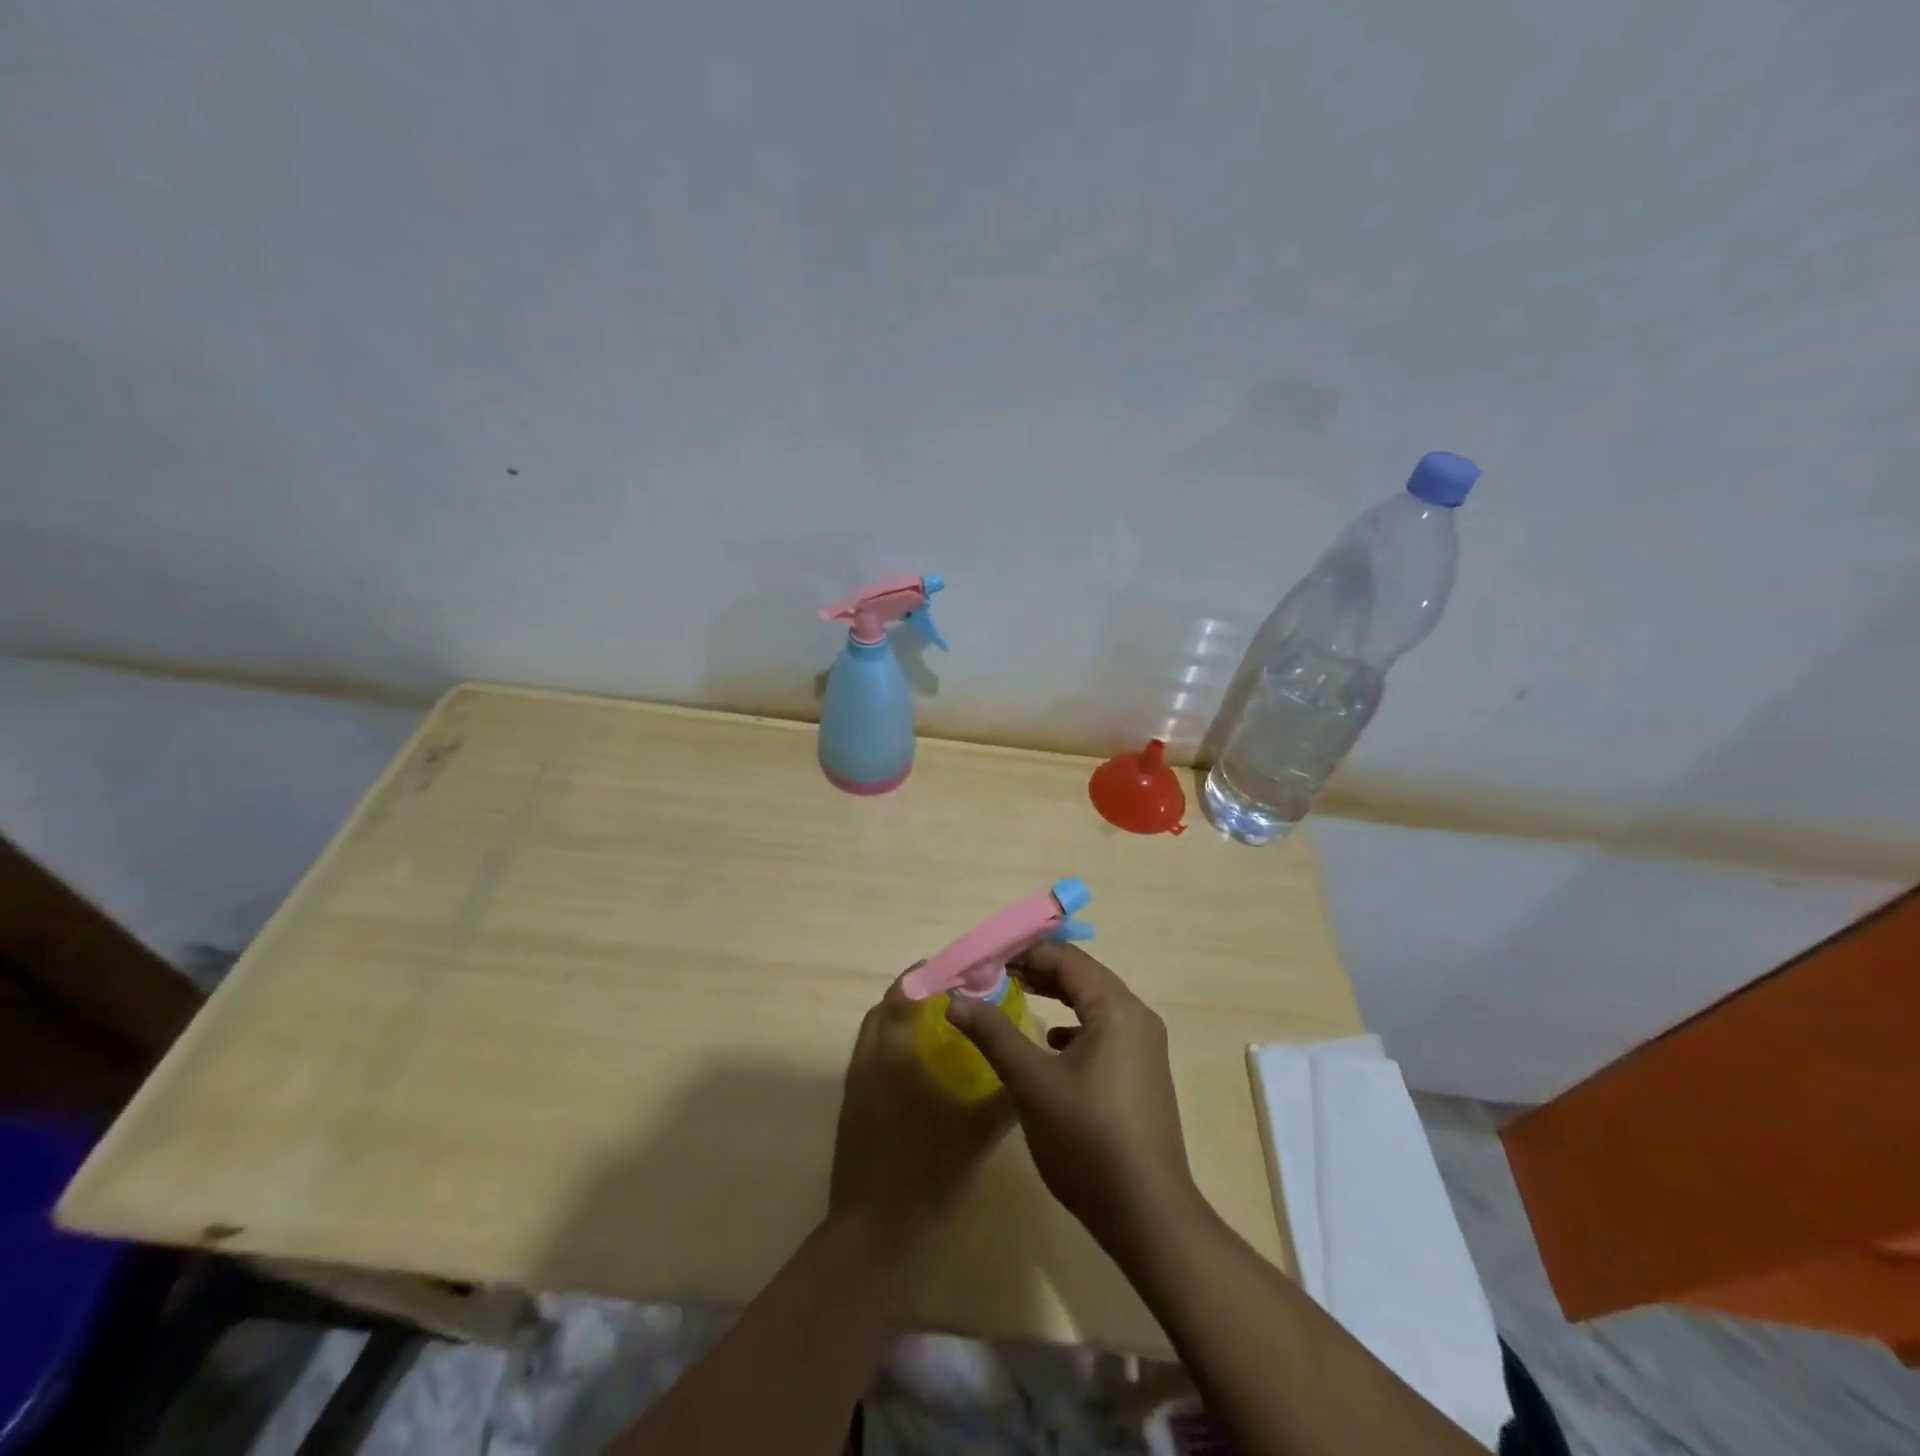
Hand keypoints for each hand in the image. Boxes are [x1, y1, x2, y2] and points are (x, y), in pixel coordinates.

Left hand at [829, 969, 1013, 1254]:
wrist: (873, 1234)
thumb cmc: (927, 1173)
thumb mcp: (979, 1133)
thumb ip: (1006, 1095)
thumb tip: (1026, 1063)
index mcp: (895, 1052)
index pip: (905, 991)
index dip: (929, 974)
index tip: (959, 972)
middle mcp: (869, 1057)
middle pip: (886, 1007)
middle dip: (916, 994)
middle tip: (953, 998)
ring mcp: (855, 1083)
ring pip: (876, 1032)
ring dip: (902, 1020)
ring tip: (941, 1028)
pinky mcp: (851, 1106)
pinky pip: (872, 1057)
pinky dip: (894, 1047)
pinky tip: (923, 1071)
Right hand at [945, 943, 1199, 1256]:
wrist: (1148, 1216)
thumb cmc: (1087, 1140)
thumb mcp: (1032, 1083)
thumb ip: (994, 1033)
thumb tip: (955, 998)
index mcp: (1116, 1008)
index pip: (1066, 958)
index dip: (1023, 953)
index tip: (984, 960)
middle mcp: (1137, 1017)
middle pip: (1082, 976)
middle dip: (1037, 971)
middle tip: (993, 976)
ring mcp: (1144, 1047)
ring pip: (1093, 1003)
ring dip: (1055, 995)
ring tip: (1015, 996)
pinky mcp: (1142, 1073)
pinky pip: (1103, 1030)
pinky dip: (1073, 1025)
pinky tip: (1050, 1043)